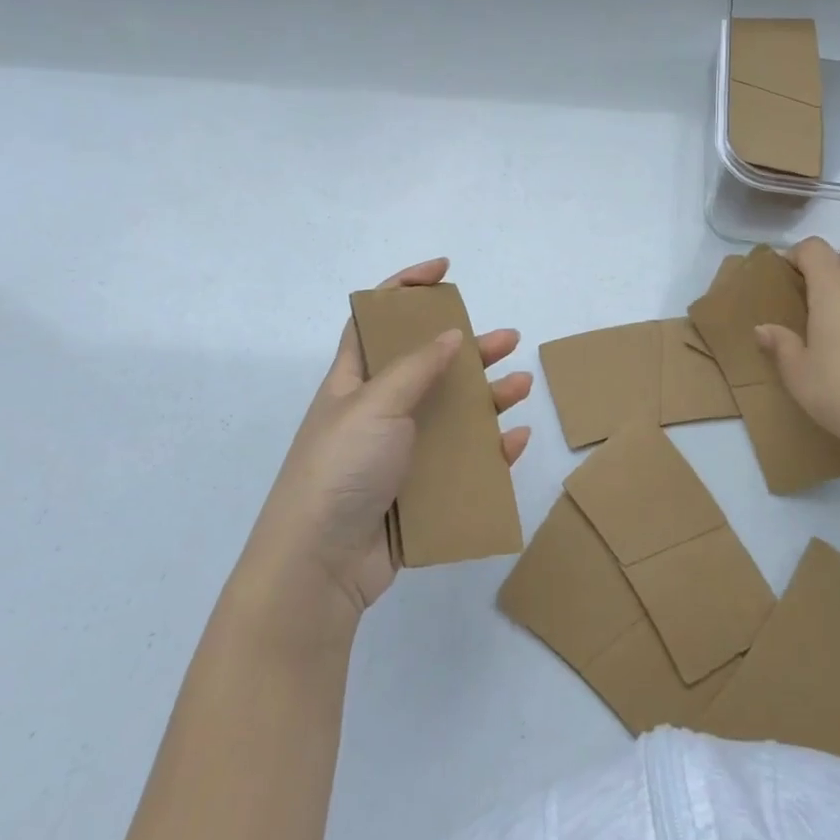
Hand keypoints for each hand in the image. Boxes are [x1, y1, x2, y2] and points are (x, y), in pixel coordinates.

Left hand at [245, 259, 531, 628]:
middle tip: (507, 340)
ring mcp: (398, 452)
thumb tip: (449, 334)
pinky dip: (490, 449)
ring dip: (487, 397)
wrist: (318, 567)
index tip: (444, 272)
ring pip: (451, 413)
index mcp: (354, 382)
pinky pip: (462, 462)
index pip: (377, 320)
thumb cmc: (339, 469)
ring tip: (520, 387)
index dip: (406, 289)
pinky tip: (514, 439)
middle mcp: (377, 411)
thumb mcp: (374, 405)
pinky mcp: (417, 491)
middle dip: (467, 348)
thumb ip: (415, 367)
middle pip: (428, 366)